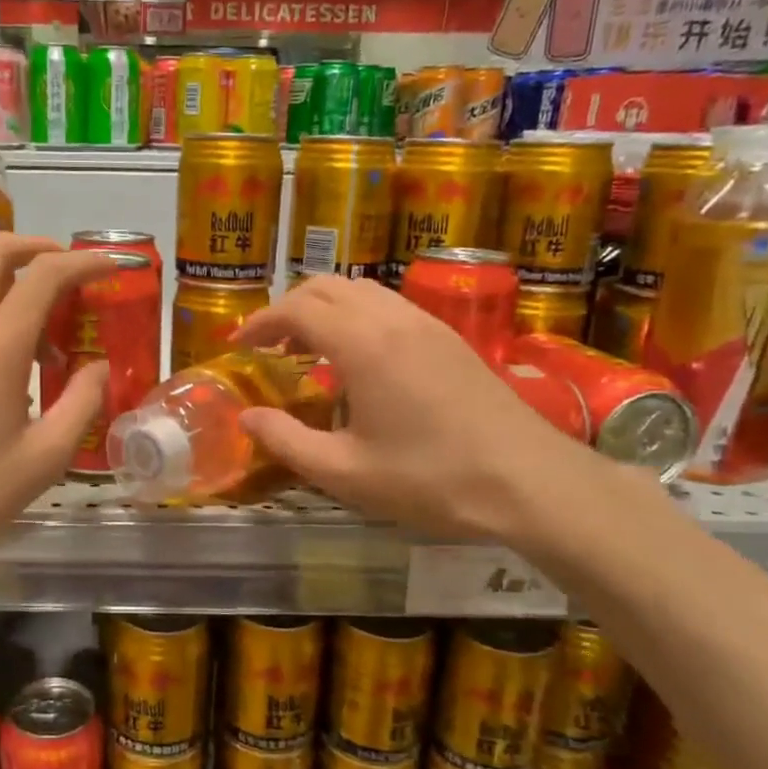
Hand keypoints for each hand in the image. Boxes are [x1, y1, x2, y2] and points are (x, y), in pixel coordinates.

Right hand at [234, 277, 603, 543]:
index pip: (297, 309)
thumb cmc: (430, 479)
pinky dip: (356, 316)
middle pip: (327, 286)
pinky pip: (389, 306)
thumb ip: (287, 441)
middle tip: (269, 346)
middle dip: (288, 308)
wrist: (528, 481)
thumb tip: (247, 417)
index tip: (239, 345)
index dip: (261, 322)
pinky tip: (357, 360)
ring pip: (362, 291)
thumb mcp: (345, 472)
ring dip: (324, 308)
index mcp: (363, 345)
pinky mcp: (450, 338)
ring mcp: (427, 324)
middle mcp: (393, 319)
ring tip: (307, 350)